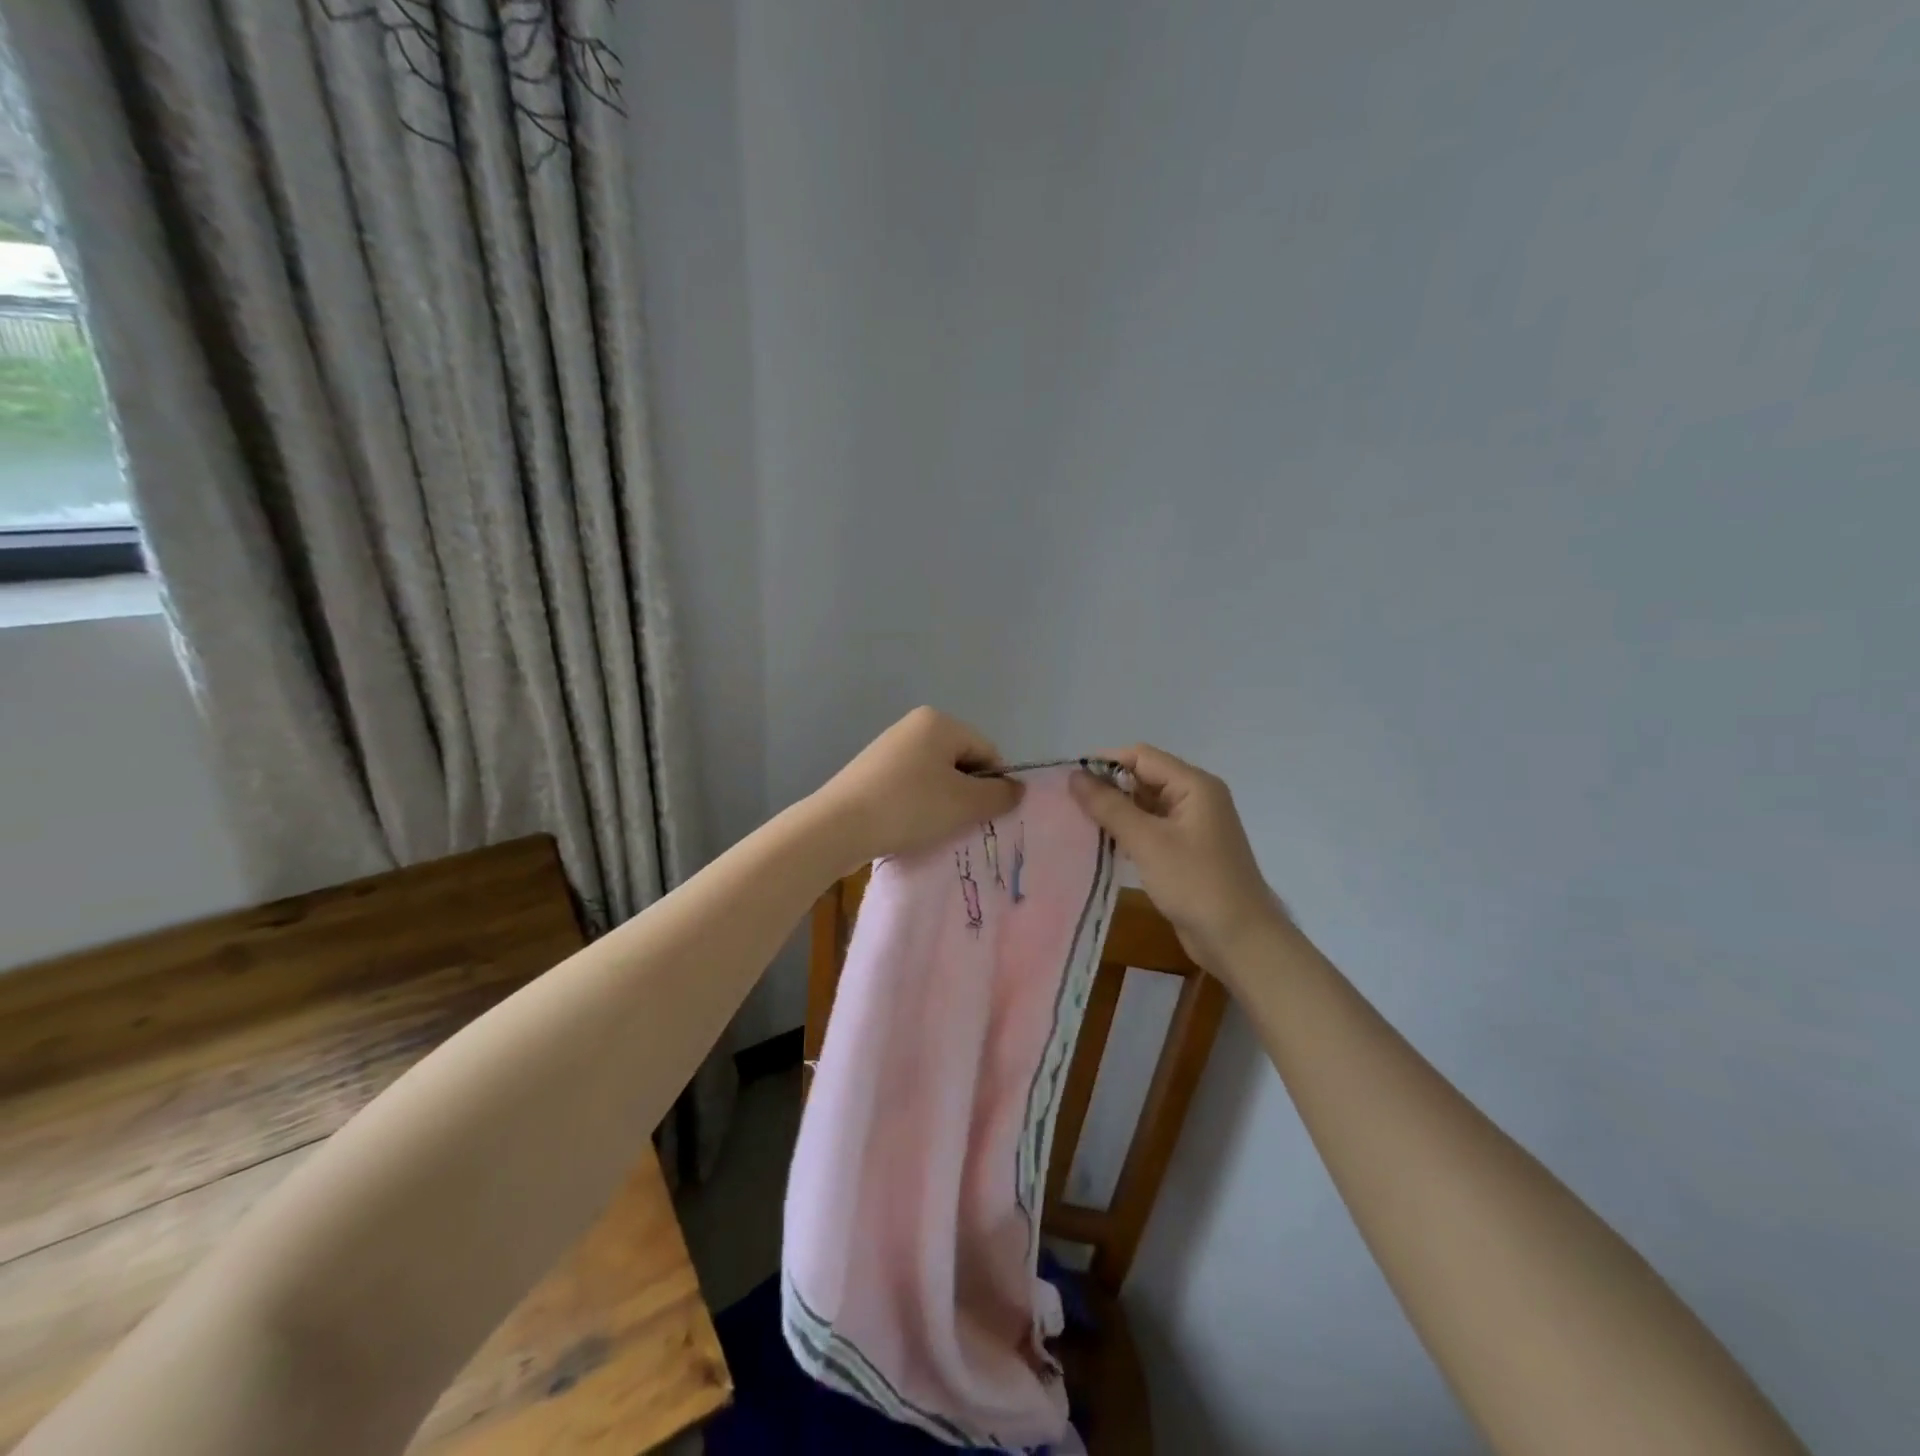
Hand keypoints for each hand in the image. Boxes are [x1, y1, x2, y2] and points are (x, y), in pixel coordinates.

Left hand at [810, 708, 1022, 871]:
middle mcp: (913, 726)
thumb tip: (1017, 789)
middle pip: (961, 762)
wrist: (838, 827)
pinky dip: (917, 805)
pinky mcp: (870, 771)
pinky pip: (910, 786)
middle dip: (966, 794)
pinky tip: (909, 826)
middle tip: (958, 824)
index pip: (987, 751)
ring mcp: (889, 747)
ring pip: (935, 777)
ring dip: (942, 802)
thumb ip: (1000, 795)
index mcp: (939, 722)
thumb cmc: (910, 807)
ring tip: (931, 828)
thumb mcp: (965, 804)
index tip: (982, 815)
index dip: (993, 785)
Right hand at [1070, 745, 1286, 981]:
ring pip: (1145, 804)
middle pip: (1144, 777)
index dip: (1105, 762)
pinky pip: (1151, 828)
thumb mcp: (1147, 841)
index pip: (1141, 756)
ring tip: (1078, 821)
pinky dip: (1128, 831)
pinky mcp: (1186, 850)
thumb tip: (1074, 776)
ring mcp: (1192, 825)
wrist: (1239, 940)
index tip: (1069, 780)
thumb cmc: (1195, 883)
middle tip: (1068, 803)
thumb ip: (1109, 806)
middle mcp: (1196, 797)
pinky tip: (1102, 842)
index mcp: (1194, 785)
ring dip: (1115, 810)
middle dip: (1108, 787)